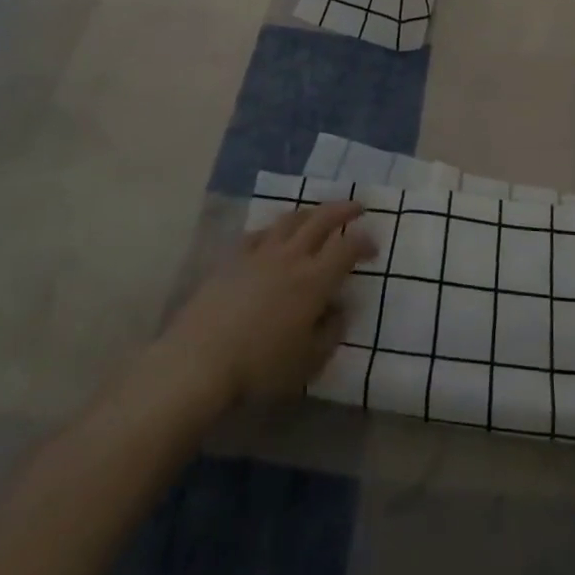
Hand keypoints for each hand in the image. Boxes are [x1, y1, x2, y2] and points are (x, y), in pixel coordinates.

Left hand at [158, 200, 376, 409]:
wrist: (200, 360)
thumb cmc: (260, 367)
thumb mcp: (308, 362)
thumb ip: (331, 332)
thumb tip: (341, 308)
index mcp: (314, 280)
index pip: (347, 248)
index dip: (364, 242)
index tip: (374, 246)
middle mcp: (291, 256)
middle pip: (321, 219)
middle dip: (343, 209)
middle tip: (357, 206)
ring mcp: (260, 253)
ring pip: (290, 219)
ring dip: (310, 212)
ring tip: (318, 214)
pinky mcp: (233, 258)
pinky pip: (259, 233)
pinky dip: (274, 229)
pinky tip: (274, 236)